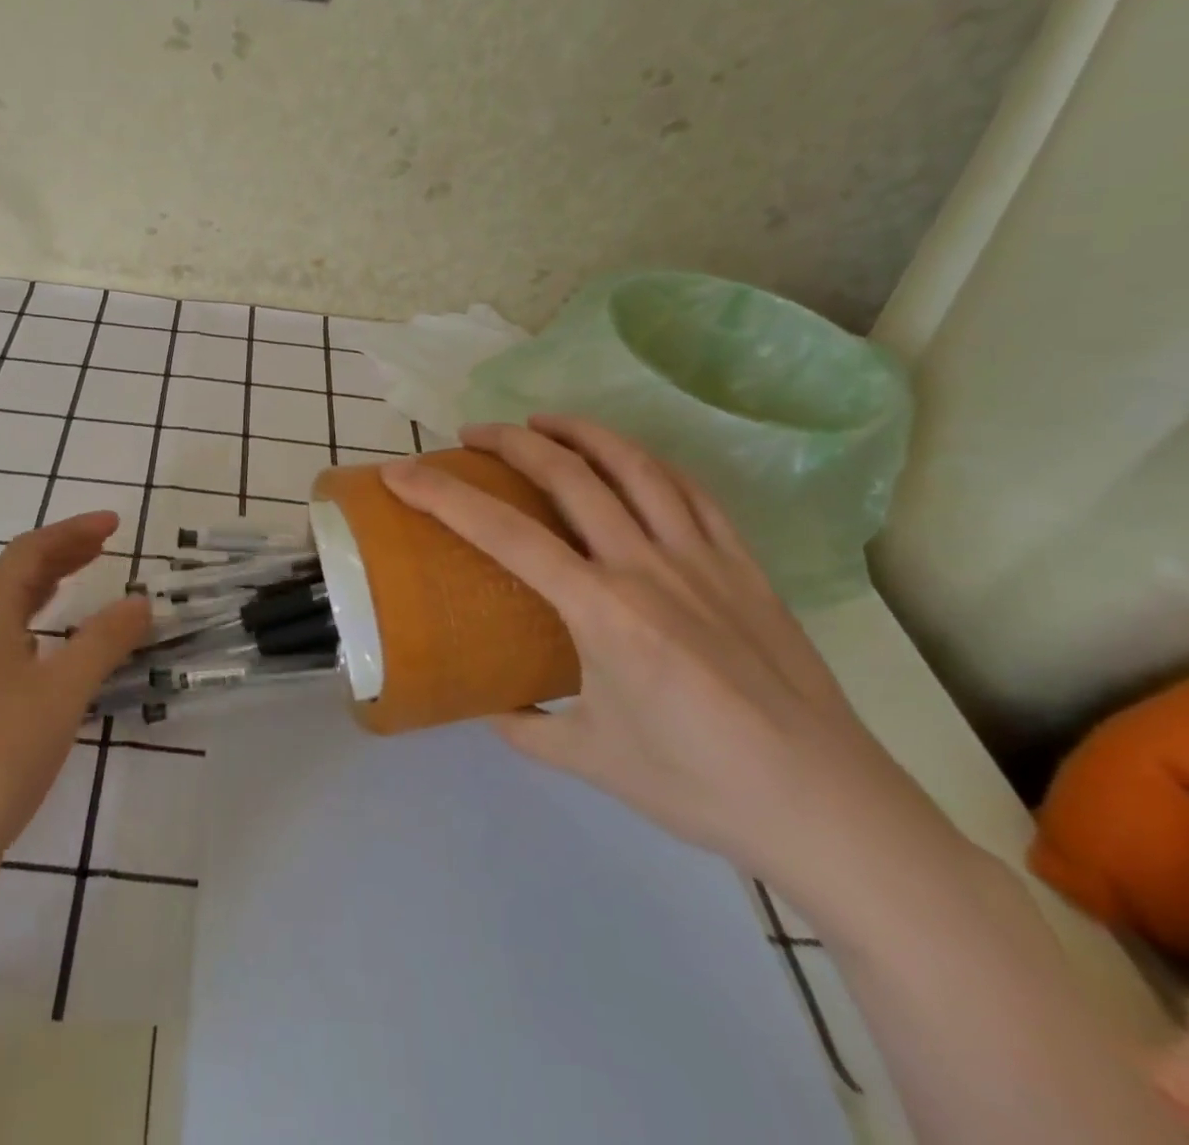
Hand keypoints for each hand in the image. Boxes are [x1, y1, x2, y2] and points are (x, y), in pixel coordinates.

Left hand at [0, 512, 149, 882]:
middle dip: (61, 554)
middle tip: (106, 546)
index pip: (28, 553)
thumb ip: (104, 641)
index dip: (72, 532)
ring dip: (48, 590)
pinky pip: (7, 649)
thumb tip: (140, 600)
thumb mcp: (61, 692)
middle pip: (15, 577)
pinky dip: (40, 631)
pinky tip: (57, 655)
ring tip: (85, 583)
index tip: (115, 524)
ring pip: (8, 614)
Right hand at [382, 417, 966, 902]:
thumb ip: (526, 727)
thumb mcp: (591, 761)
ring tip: (542, 422)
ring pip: (633, 466)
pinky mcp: (744, 566)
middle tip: (472, 436)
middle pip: (567, 474)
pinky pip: (690, 492)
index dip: (443, 496)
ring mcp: (702, 559)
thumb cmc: (700, 786)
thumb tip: (490, 704)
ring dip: (580, 432)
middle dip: (510, 441)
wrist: (831, 810)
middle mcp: (646, 567)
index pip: (503, 533)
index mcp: (600, 612)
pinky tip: (628, 461)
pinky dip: (647, 463)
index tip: (402, 474)